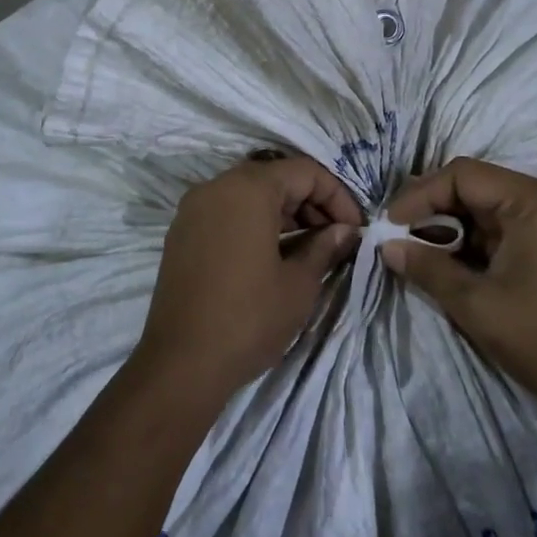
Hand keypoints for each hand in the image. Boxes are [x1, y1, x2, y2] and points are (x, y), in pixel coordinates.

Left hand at [132, 153, 361, 405]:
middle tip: (335, 240)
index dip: (337, 196)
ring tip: (309, 250)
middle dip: (311, 204)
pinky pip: (227, 212)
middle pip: (275, 178)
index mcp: (248, 188)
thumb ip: (324, 247)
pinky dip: (254, 223)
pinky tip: (273, 255)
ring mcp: (194, 208)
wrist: (181, 364)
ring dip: (284, 214)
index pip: (304, 172)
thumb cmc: (249, 318)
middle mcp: (217, 186)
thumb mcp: (299, 284)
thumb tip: (345, 231)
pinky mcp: (182, 233)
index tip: (355, 229)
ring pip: (250, 195)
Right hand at [381, 158, 536, 421]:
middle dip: (435, 208)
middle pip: (477, 186)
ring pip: (491, 206)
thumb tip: (388, 247)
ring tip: (422, 249)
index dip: (420, 194)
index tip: (392, 223)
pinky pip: (509, 225)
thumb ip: (428, 268)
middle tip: (401, 233)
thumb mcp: (476, 305)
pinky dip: (479, 238)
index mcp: (533, 201)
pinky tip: (455, 259)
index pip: (462, 175)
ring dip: (455, 224)